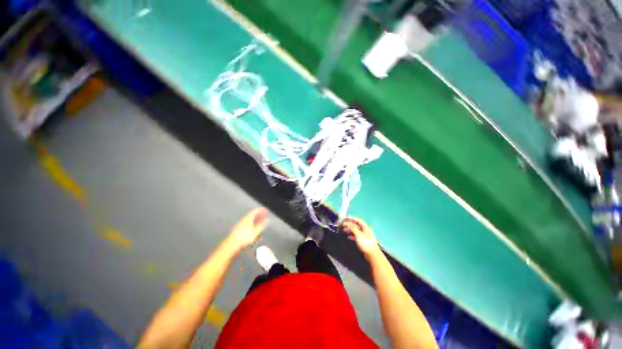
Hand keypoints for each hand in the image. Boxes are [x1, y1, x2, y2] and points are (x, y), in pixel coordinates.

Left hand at [225, 208, 268, 251]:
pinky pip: (246, 223)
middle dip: (259, 214)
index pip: (255, 211)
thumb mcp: (255, 232)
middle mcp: (243, 220)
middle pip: (252, 214)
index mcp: (248, 218)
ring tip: (260, 221)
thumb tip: (267, 220)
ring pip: (249, 219)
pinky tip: (253, 227)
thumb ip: (261, 225)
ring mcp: (240, 224)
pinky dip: (251, 223)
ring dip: (255, 219)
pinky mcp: (238, 229)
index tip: (265, 210)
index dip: (261, 210)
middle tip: (264, 215)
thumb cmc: (244, 238)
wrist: (232, 245)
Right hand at [341, 217, 380, 259]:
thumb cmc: (366, 243)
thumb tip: (347, 223)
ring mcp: (364, 236)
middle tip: (343, 224)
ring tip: (344, 230)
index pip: (358, 220)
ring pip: (356, 231)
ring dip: (350, 230)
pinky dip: (352, 235)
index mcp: (365, 227)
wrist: (372, 255)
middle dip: (349, 224)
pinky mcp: (363, 242)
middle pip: (357, 225)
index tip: (345, 218)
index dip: (352, 218)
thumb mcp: (358, 234)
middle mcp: (365, 231)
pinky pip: (356, 236)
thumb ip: (352, 228)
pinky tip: (348, 237)